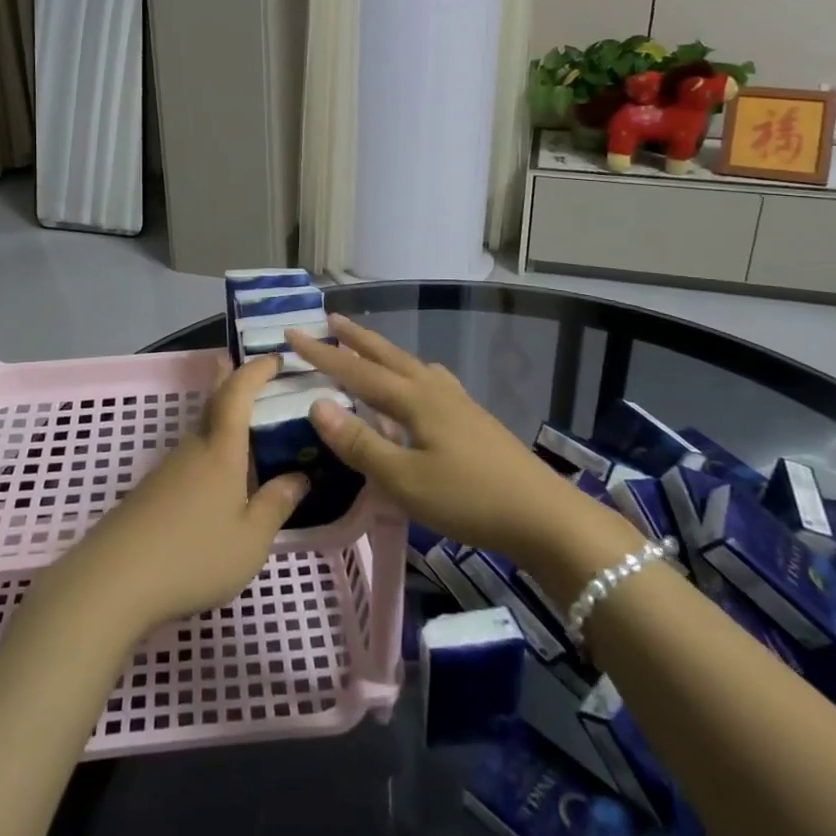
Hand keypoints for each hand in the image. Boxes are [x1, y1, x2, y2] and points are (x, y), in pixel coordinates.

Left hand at [62, 354, 308, 637]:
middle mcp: (193, 449)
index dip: (256, 371)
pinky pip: (189, 460)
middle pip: (213, 404)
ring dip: (220, 421)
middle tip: (240, 363)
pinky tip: (215, 482)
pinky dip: (208, 454)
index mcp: (221, 452)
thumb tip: (299, 477)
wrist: (114, 580)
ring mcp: (168, 469)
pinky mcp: (151, 492)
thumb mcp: (250, 540)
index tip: (274, 358)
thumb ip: (276, 505)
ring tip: (244, 431)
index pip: (238, 394)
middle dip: (228, 381)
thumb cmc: (194, 556)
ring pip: (200, 433)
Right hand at [287, 315, 634, 571]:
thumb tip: (317, 404)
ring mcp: (457, 402)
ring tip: (366, 347)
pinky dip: (410, 372)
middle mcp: (433, 389)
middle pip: (387, 355)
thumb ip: (360, 443)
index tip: (292, 334)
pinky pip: (429, 381)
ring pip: (410, 365)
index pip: (356, 369)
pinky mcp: (472, 418)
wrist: (543, 516)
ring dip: (382, 352)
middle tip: (330, 319)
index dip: (322, 353)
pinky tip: (419, 384)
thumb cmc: (468, 498)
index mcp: (413, 399)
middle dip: (355, 338)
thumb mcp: (404, 480)